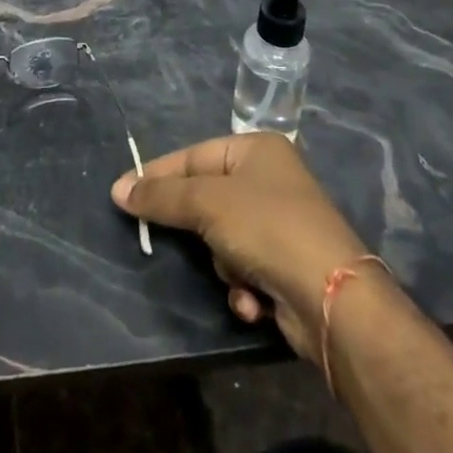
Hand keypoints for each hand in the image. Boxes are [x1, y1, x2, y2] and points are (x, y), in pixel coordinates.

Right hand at [112, 133, 368, 364]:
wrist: (335, 300)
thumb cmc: (267, 228)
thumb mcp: (207, 204)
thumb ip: (161, 196)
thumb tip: (118, 190)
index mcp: (257, 149)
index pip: (193, 156)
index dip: (158, 175)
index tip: (124, 194)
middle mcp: (270, 181)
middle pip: (208, 200)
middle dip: (198, 230)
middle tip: (170, 241)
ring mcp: (281, 225)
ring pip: (223, 240)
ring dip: (224, 265)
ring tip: (236, 276)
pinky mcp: (287, 268)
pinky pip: (245, 270)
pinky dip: (243, 288)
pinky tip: (253, 302)